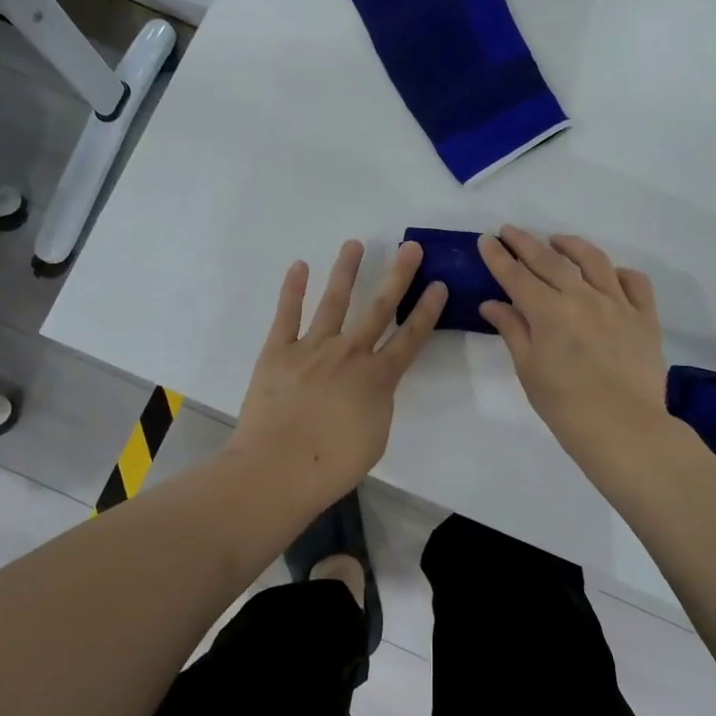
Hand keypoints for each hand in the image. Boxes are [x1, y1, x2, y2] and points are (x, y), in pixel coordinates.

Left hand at [231, 240, 446, 503]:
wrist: (276, 471)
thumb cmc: (331, 466)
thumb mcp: (375, 437)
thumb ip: (379, 402)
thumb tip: (374, 382)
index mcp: (377, 378)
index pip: (410, 338)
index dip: (427, 311)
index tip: (439, 284)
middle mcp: (349, 353)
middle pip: (378, 308)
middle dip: (398, 276)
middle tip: (410, 247)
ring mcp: (311, 348)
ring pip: (334, 302)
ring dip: (346, 271)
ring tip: (354, 244)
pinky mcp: (278, 351)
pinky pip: (287, 315)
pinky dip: (293, 289)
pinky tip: (300, 266)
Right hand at [477, 227, 669, 474]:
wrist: (624, 429)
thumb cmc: (566, 406)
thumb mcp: (529, 369)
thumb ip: (513, 330)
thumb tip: (492, 304)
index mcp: (549, 311)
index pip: (516, 275)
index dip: (499, 256)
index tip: (486, 239)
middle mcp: (582, 297)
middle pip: (549, 260)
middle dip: (525, 242)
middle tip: (509, 230)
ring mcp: (617, 304)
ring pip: (594, 260)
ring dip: (571, 245)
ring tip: (557, 240)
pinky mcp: (644, 317)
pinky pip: (634, 282)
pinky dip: (619, 272)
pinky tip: (607, 274)